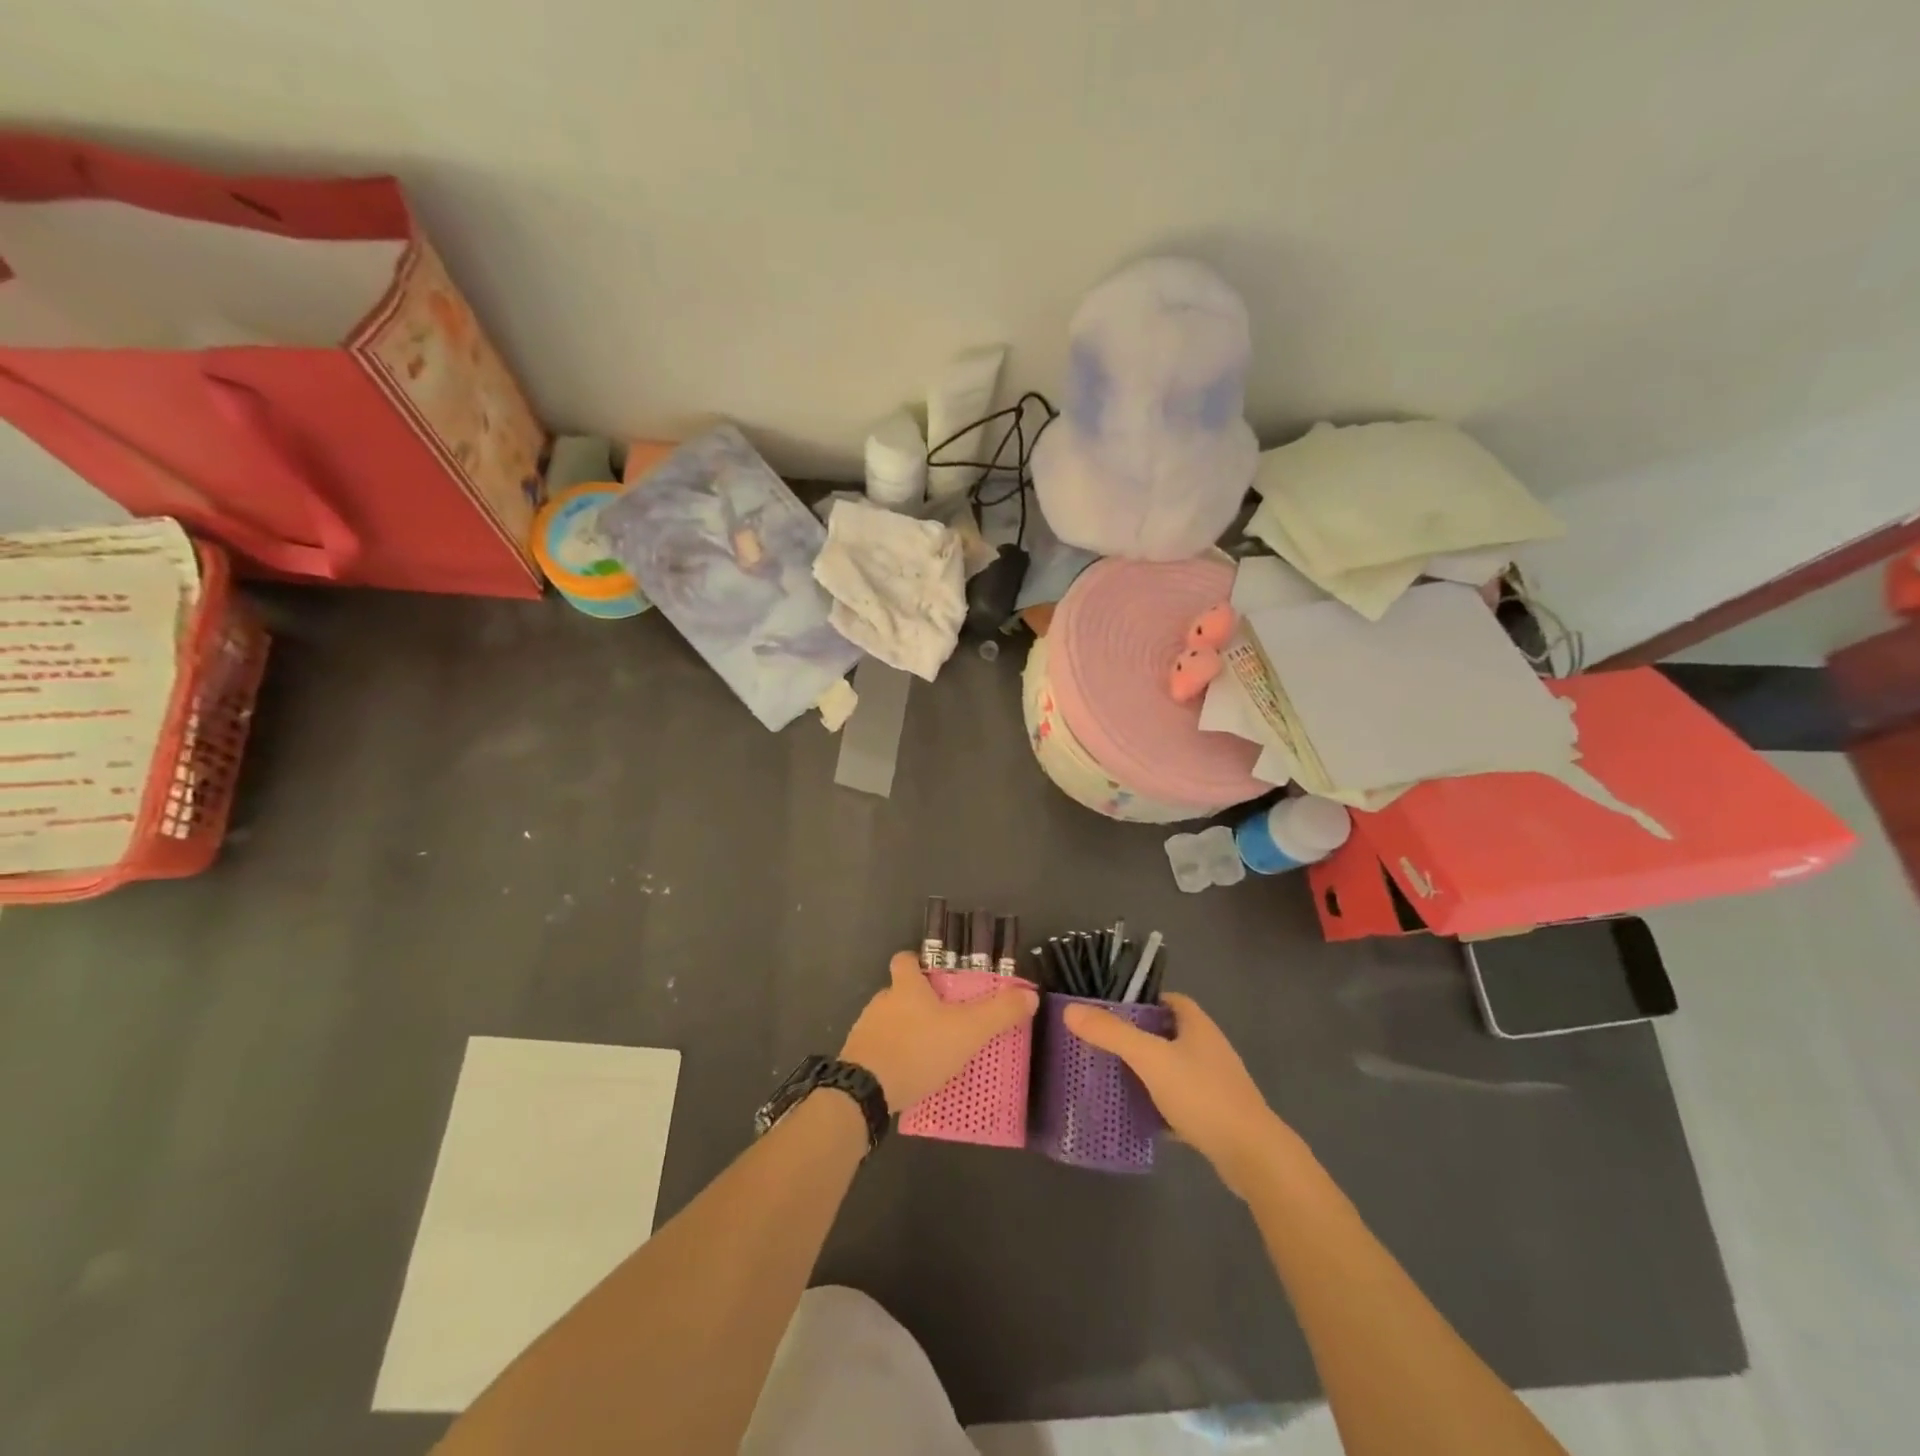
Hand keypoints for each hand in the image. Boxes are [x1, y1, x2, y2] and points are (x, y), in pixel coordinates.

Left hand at [841, 952, 1039, 1113]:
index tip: (934, 975)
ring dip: (906, 1032)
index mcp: (906, 987)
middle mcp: (882, 1001)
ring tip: (932, 1053)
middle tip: (945, 1021)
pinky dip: (894, 1058)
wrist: (865, 1092)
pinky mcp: (856, 1059)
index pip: (904, 959)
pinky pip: (880, 1051)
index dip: (917, 963)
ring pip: (889, 1022)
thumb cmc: (918, 1050)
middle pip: (899, 992)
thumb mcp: (967, 1031)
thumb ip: (999, 1013)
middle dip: (918, 1003)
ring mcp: (865, 1030)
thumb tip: (1031, 994)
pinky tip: (911, 1076)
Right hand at [1062, 993, 1298, 1198]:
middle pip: (1168, 1033)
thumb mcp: (1151, 1059)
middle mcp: (1208, 1048)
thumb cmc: (1202, 1095)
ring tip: (1113, 1078)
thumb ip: (1112, 1034)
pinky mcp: (1215, 1115)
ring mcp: (1214, 1083)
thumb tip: (1070, 1010)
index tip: (1110, 1011)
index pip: (1168, 1000)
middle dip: (1138, 1038)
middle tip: (1103, 1045)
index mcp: (1197, 1025)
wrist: (1252, 1155)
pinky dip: (1160, 1105)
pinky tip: (1138, 1116)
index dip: (1141, 1001)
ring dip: (1148, 1072)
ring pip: (1173, 1068)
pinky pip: (1180, 1101)